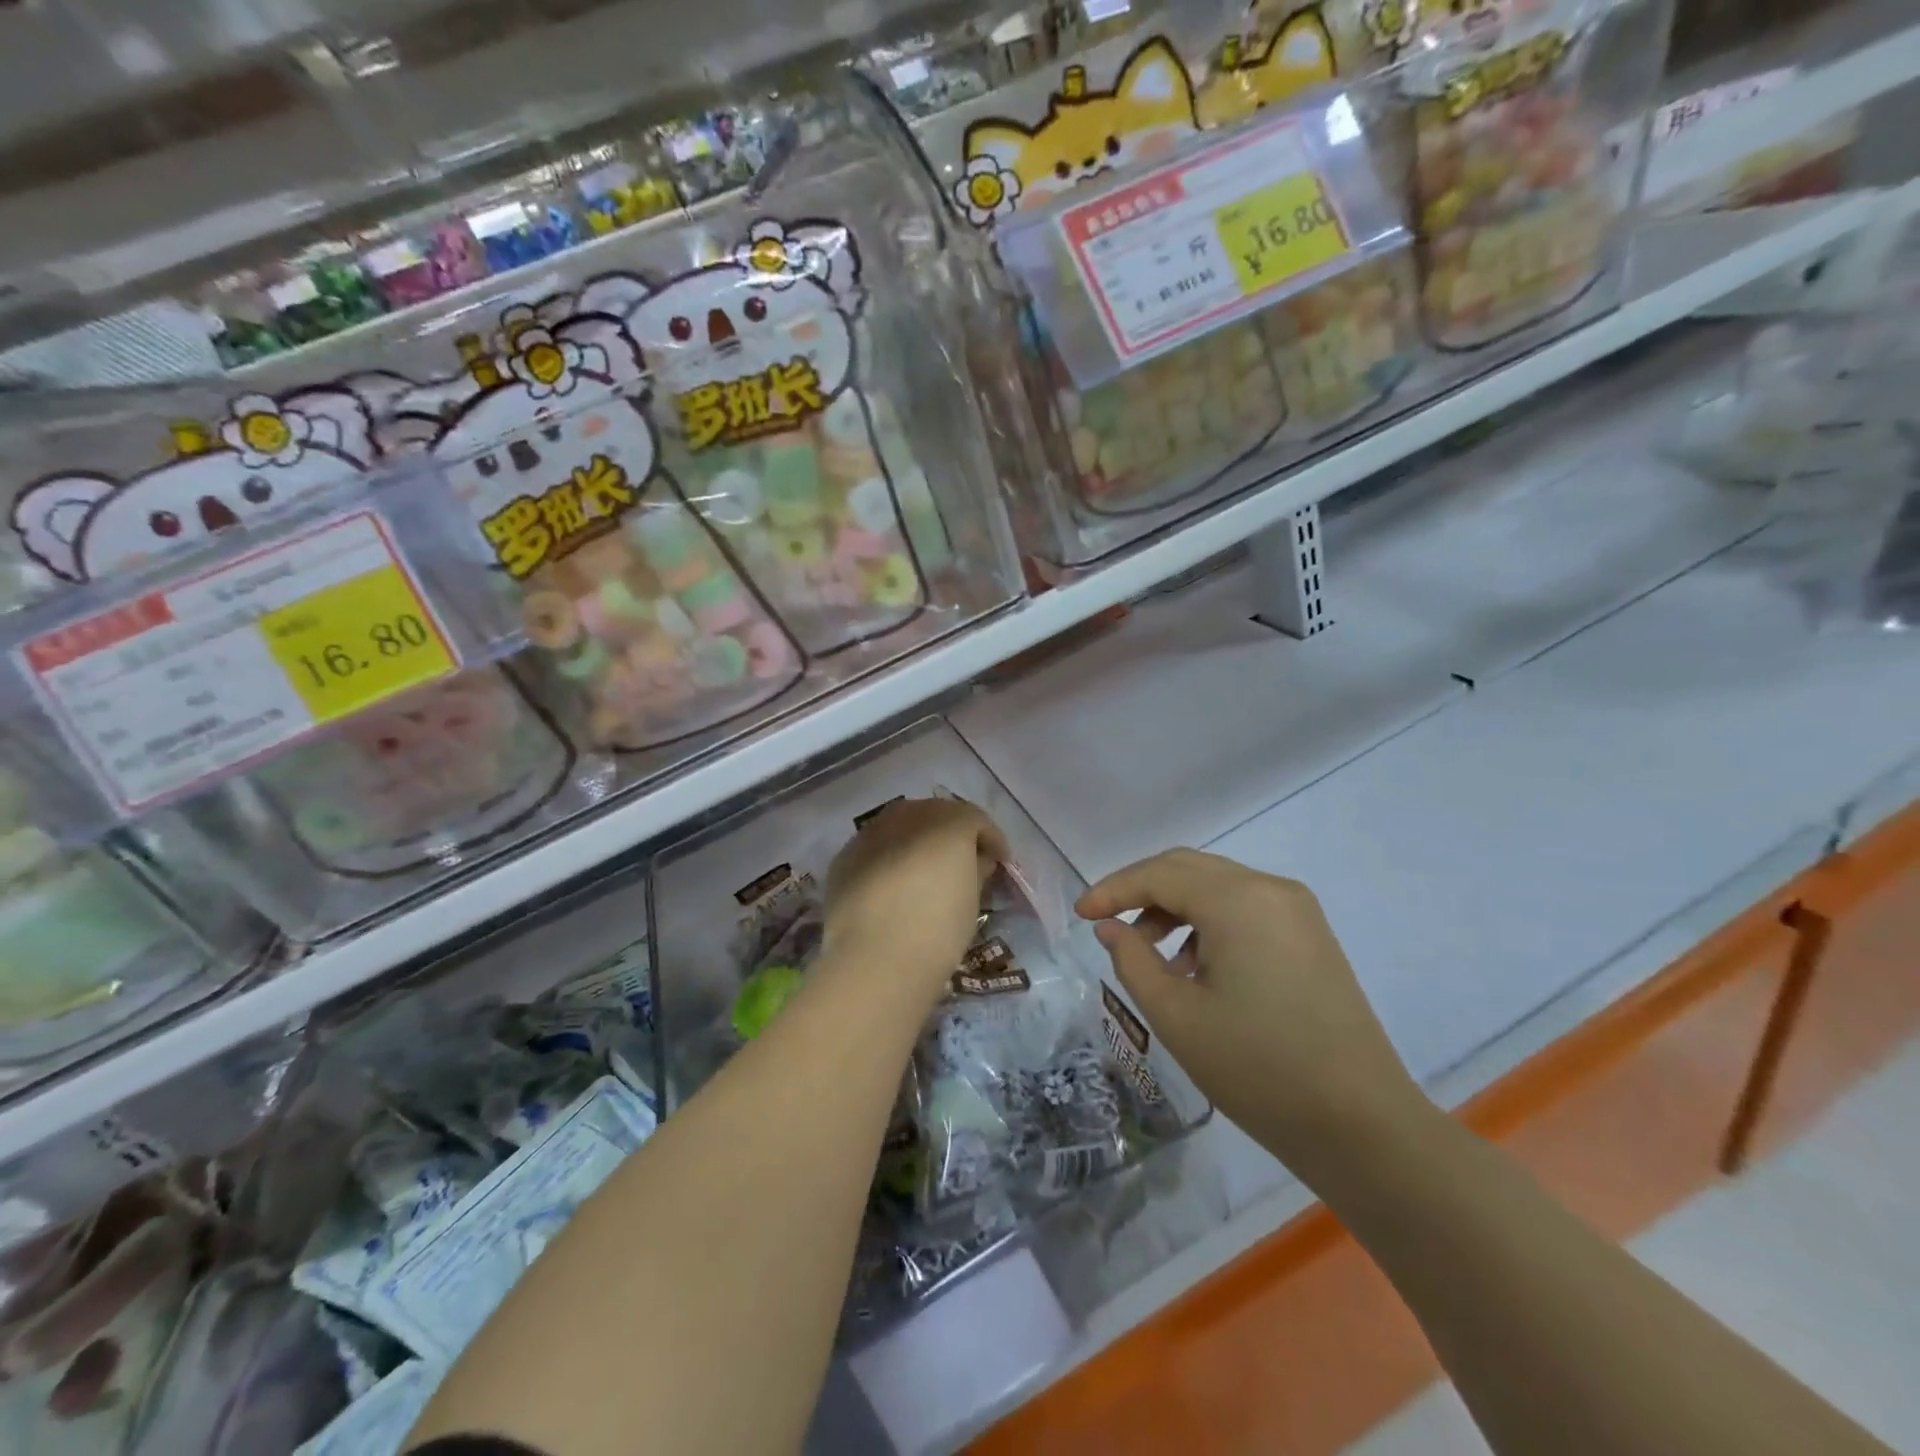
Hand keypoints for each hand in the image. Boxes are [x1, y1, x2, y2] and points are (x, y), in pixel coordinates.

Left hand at [824, 798, 1007, 997]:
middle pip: (937, 814)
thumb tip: (976, 859)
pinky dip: (889, 857)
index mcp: (948, 823)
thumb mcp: (971, 901)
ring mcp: (871, 833)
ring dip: (918, 840)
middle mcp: (908, 816)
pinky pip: (876, 846)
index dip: (991, 839)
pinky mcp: (845, 856)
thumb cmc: (937, 930)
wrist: (874, 960)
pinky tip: (893, 883)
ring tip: (926, 871)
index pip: (975, 819)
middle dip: (953, 833)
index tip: (1000, 862)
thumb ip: (976, 870)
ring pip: (902, 825)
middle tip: (964, 862)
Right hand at [1078, 849, 1425, 1170]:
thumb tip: (1110, 927)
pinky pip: (1244, 907)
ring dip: (1174, 906)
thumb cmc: (1259, 1070)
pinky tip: (1193, 966)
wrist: (1363, 1126)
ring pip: (1217, 886)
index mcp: (1239, 901)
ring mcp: (1297, 910)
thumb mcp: (1177, 1016)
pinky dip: (1207, 921)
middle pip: (1189, 868)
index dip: (1113, 890)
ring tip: (1148, 953)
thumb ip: (1132, 960)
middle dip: (1141, 890)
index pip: (1160, 874)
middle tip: (1105, 922)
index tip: (1079, 915)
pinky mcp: (1310, 934)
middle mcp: (1270, 889)